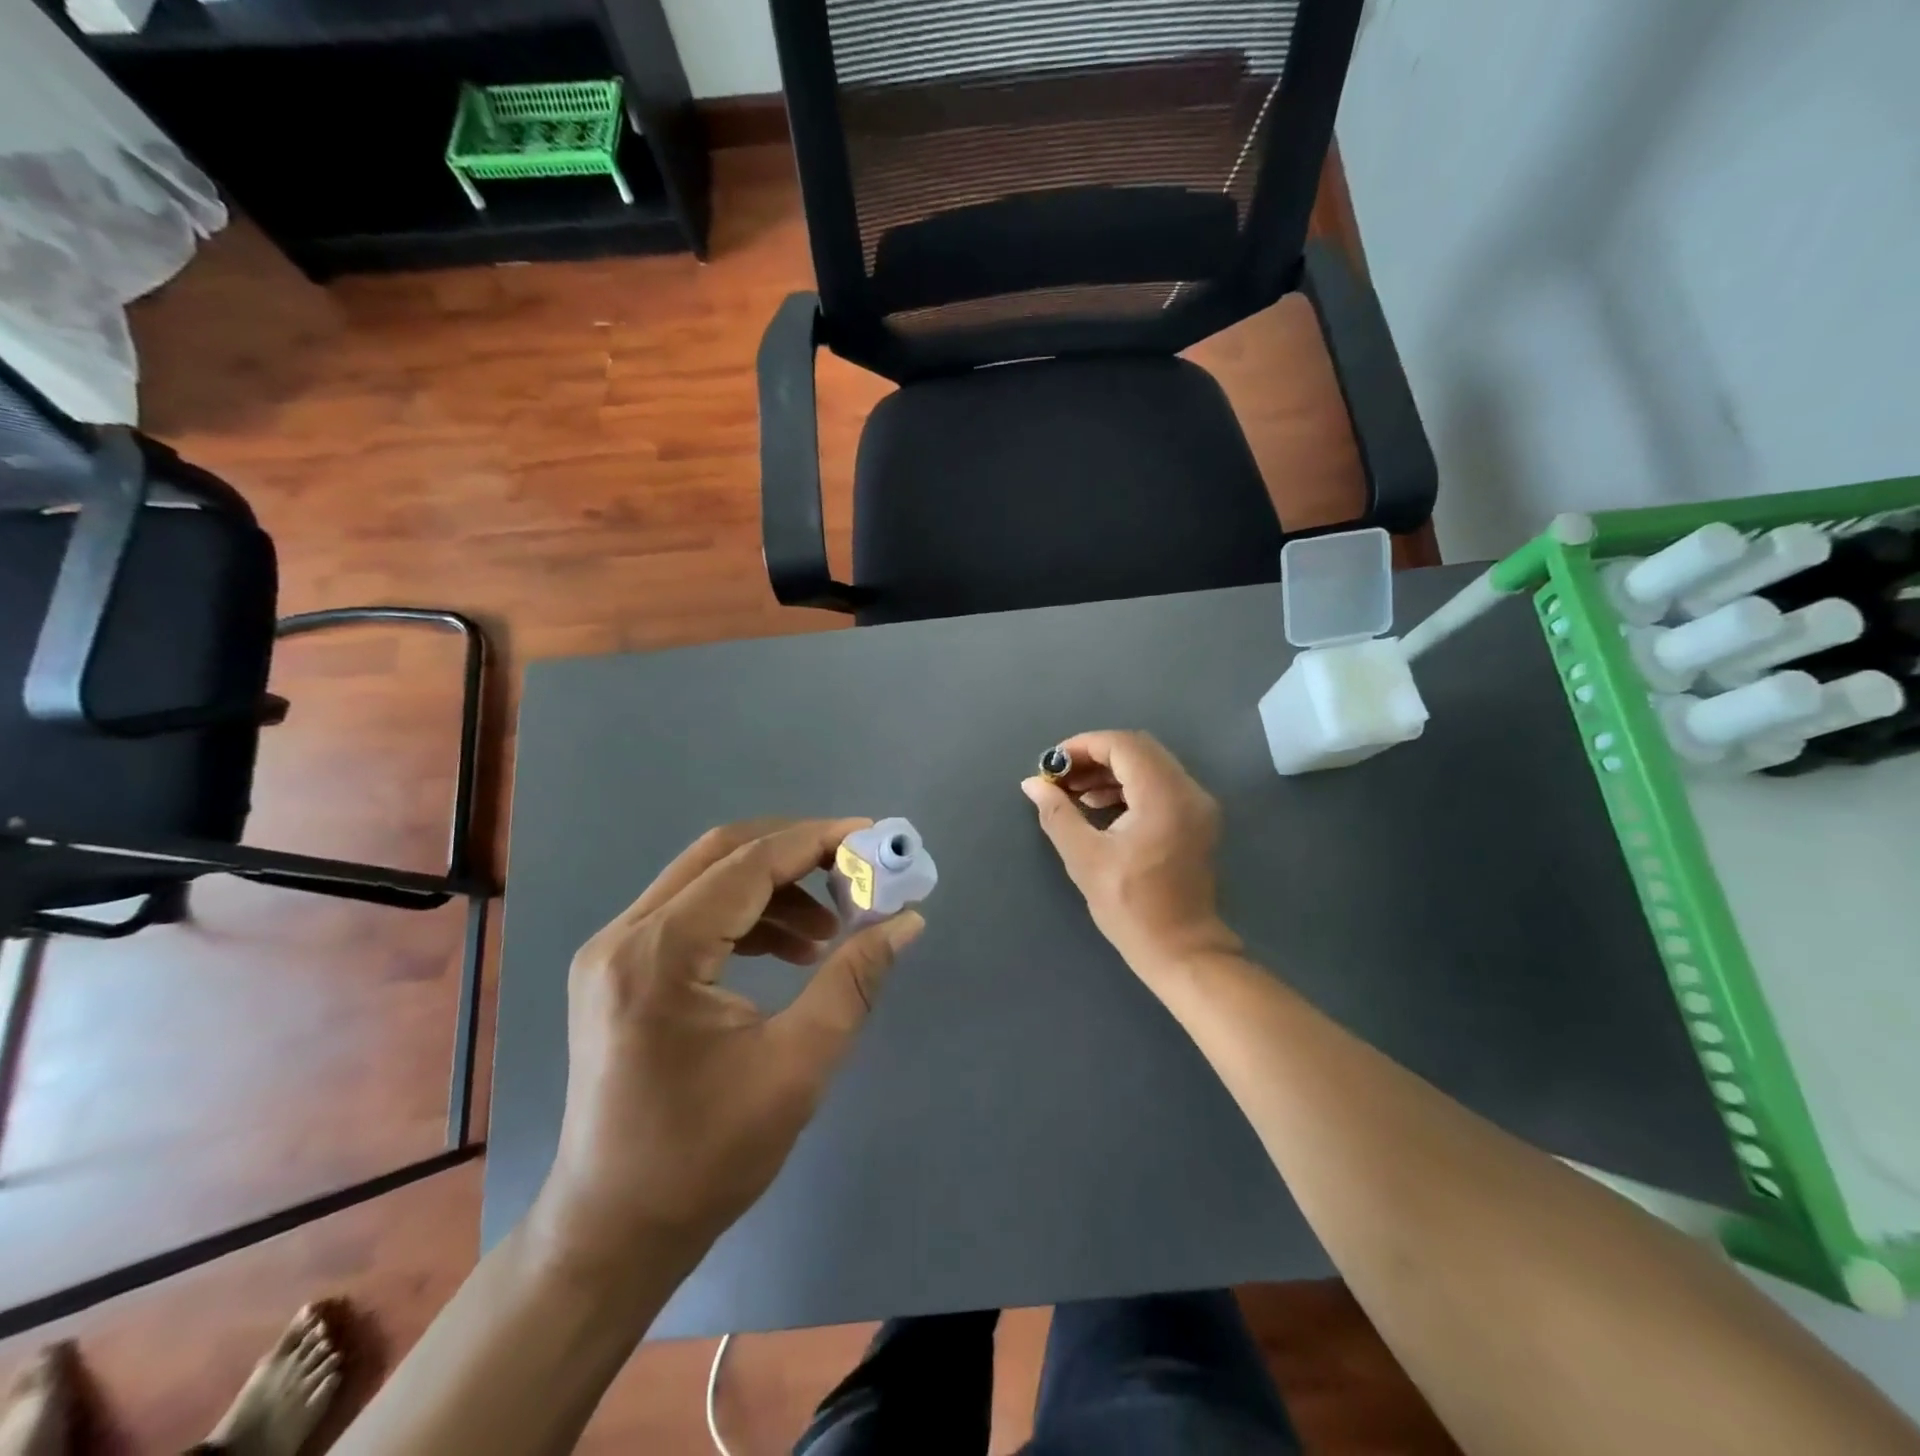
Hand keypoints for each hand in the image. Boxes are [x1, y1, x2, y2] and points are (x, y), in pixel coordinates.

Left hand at [530, 818, 924, 1283]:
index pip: (749, 864)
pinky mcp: (619, 970)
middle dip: (796, 852)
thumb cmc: (705, 1158)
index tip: (873, 837)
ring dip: (775, 888)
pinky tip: (789, 950)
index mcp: (657, 955)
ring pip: (707, 879)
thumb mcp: (797, 1066)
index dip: (816, 841)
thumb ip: (853, 981)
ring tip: (829, 930)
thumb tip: (907, 921)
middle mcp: (624, 936)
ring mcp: (613, 951)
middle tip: (856, 871)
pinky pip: (692, 912)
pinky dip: (747, 915)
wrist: (613, 1232)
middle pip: (722, 854)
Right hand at [1021, 731, 1240, 977]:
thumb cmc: (1131, 906)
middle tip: (1061, 777)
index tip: (1052, 764)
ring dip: (1111, 771)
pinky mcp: (1197, 820)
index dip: (1083, 746)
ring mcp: (1198, 805)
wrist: (1182, 950)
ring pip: (1150, 765)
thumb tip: (1033, 783)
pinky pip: (1160, 784)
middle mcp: (1188, 791)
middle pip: (1139, 749)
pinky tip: (1101, 806)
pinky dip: (1129, 786)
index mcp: (1164, 796)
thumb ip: (1058, 813)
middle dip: (1095, 756)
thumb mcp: (1085, 859)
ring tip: (1075, 794)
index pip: (1123, 745)